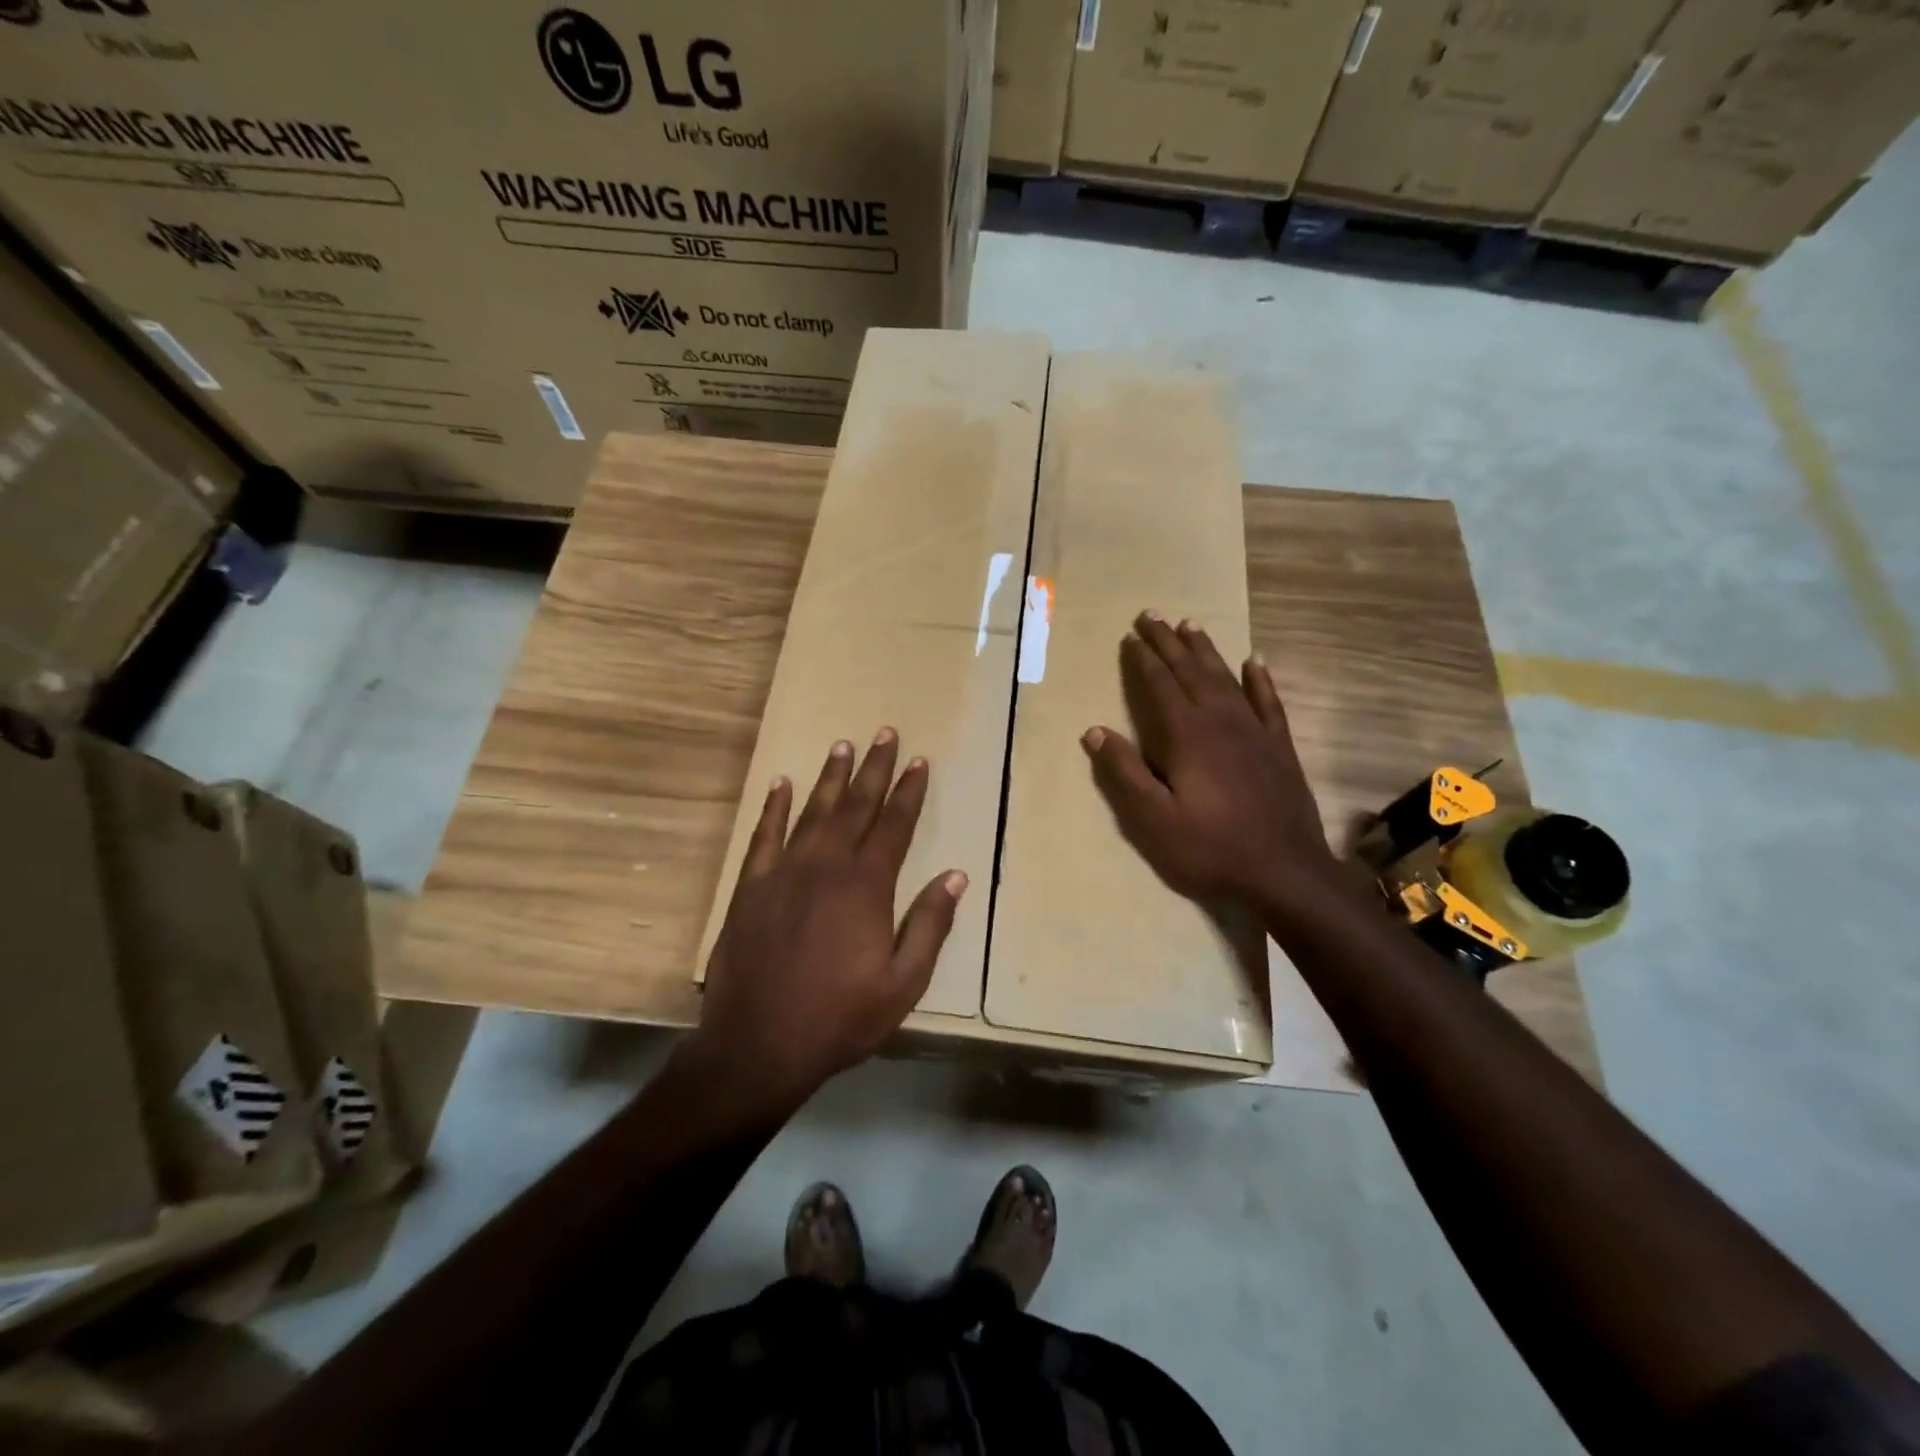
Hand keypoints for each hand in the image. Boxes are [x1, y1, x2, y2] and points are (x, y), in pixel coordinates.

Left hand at [694, 730, 965, 1107]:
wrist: (758, 1046)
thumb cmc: (839, 1018)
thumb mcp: (902, 984)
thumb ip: (929, 926)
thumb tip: (955, 875)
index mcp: (866, 887)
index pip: (894, 825)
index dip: (909, 791)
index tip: (919, 761)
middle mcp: (826, 866)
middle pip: (856, 806)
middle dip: (874, 769)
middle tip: (885, 733)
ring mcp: (783, 873)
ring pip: (812, 812)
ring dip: (831, 778)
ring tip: (843, 746)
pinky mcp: (749, 887)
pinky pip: (763, 836)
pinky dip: (774, 808)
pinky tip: (781, 784)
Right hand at [1082, 611, 1340, 915]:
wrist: (1285, 873)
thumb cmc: (1210, 849)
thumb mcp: (1153, 820)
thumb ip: (1124, 773)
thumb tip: (1094, 731)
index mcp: (1187, 736)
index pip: (1159, 685)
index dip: (1143, 659)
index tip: (1130, 636)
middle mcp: (1221, 721)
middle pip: (1191, 671)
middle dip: (1169, 642)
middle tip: (1153, 615)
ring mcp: (1255, 731)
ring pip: (1226, 678)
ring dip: (1206, 651)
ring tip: (1191, 625)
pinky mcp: (1279, 747)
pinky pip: (1269, 702)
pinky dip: (1261, 679)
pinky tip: (1256, 661)